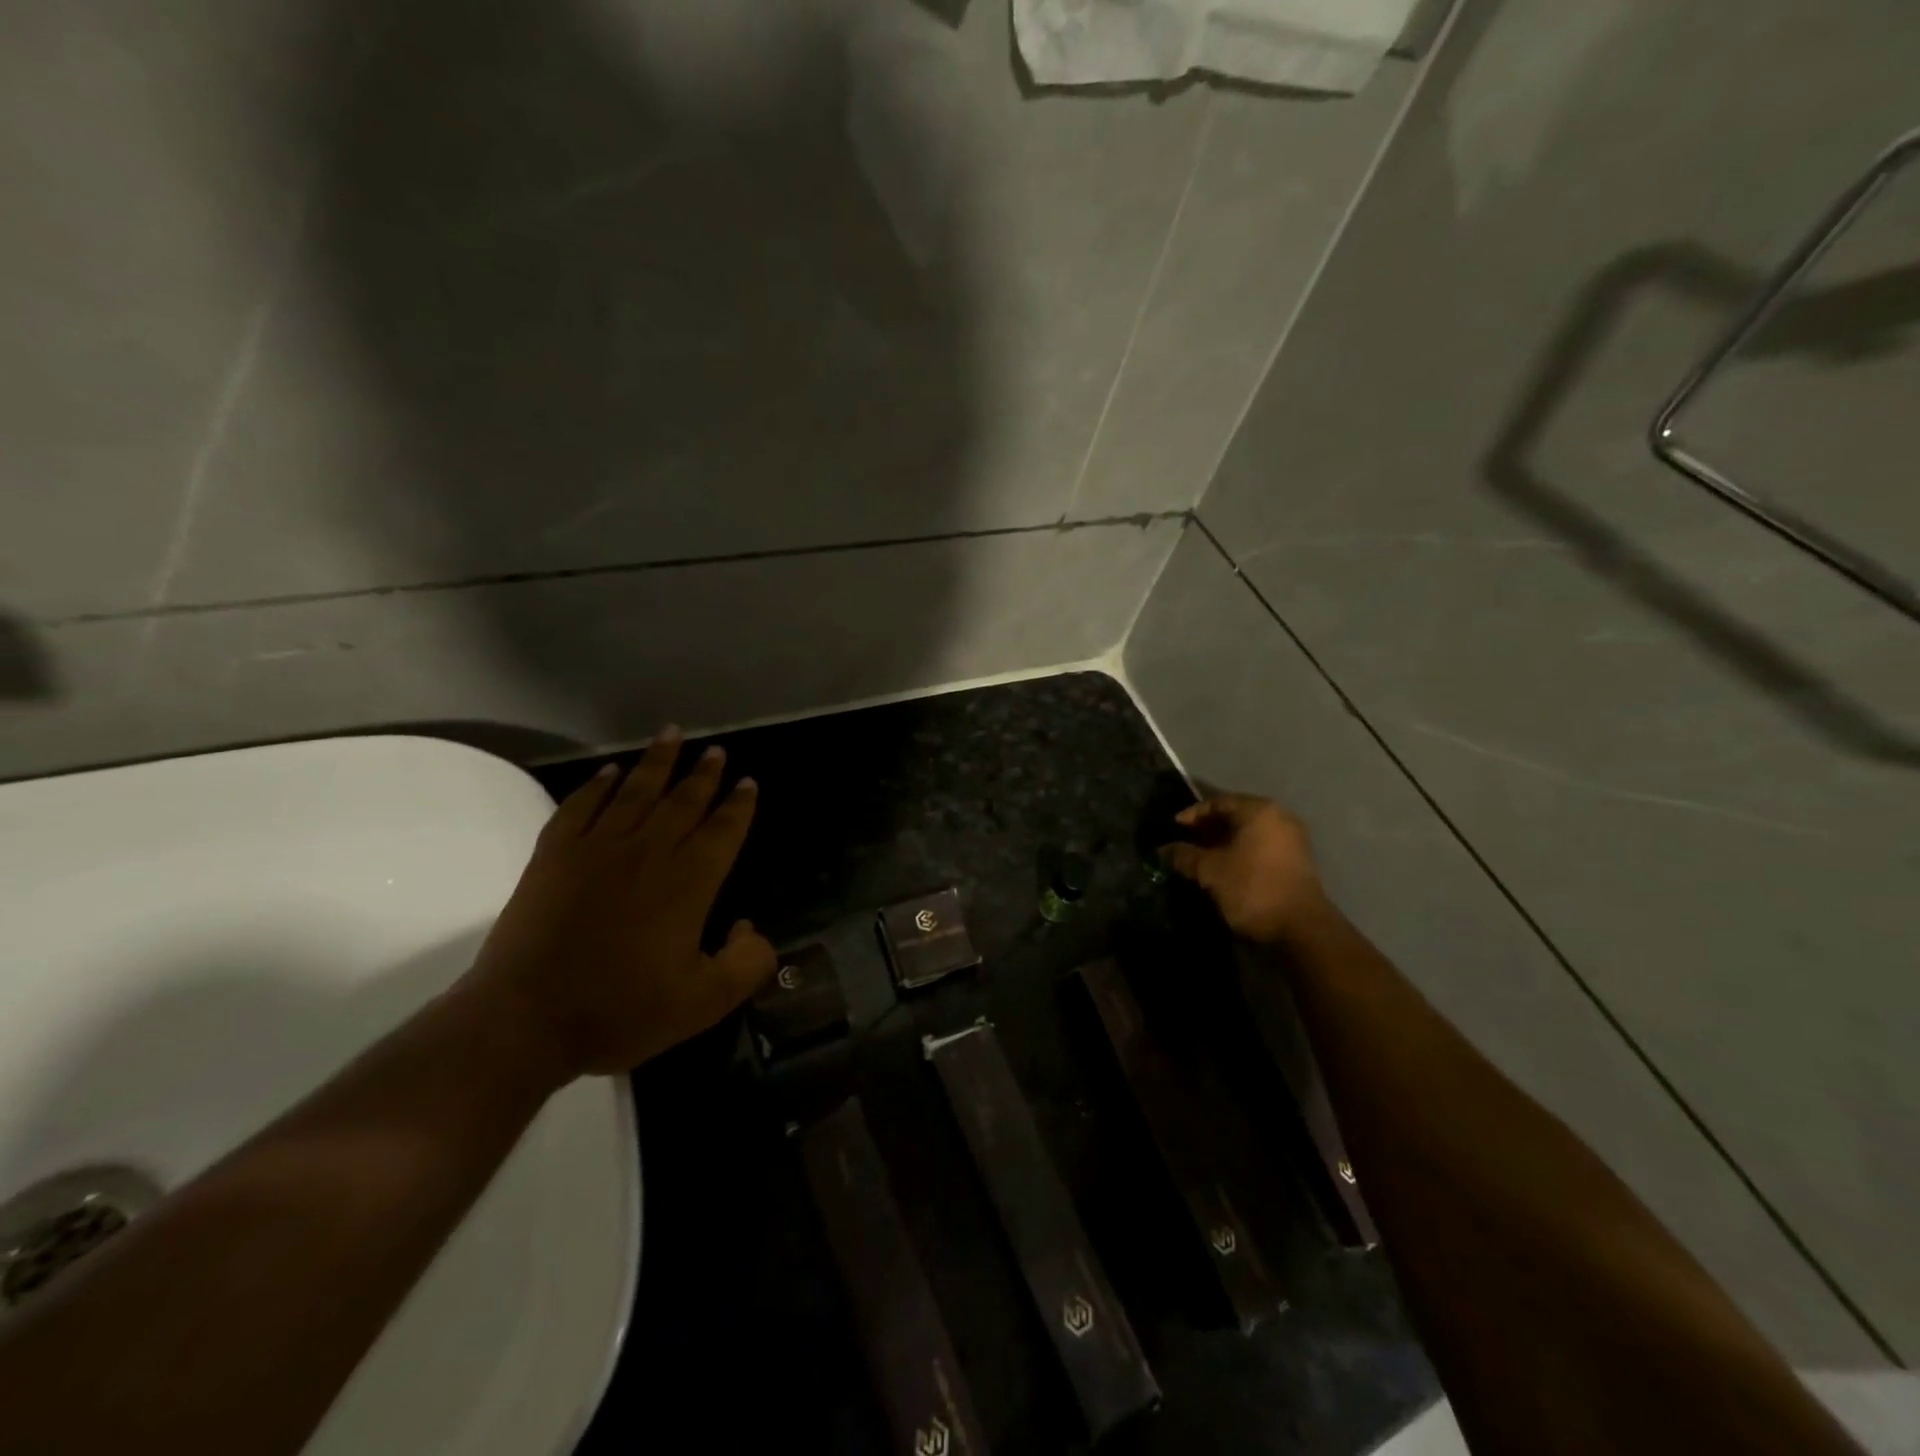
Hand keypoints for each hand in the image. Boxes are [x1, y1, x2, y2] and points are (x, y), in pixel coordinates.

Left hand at [462, 727, 775, 1082]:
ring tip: (672, 735)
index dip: (738, 805)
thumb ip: (745, 964)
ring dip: (656, 762)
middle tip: (716, 750)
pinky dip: (596, 786)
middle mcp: (648, 853)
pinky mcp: (553, 856)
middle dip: (704, 774)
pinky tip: (608, 772)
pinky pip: (580, 807)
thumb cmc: (620, 1011)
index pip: (723, 830)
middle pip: (683, 801)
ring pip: (634, 792)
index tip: (748, 782)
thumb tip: (751, 929)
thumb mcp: (704, 1003)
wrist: (525, 1020)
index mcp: (689, 882)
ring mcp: (596, 849)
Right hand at [1160, 793, 1328, 945]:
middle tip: (1184, 843)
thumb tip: (1162, 850)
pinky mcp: (1296, 861)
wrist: (1301, 928)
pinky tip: (1222, 868)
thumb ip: (1184, 856)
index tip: (1173, 829)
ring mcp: (1291, 839)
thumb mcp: (1210, 871)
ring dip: (1222, 843)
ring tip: (1199, 858)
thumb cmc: (1252, 888)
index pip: (1218, 802)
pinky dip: (1239, 852)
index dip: (1192, 815)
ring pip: (1248, 833)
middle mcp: (1279, 818)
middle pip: (1234, 815)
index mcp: (1259, 811)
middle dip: (1207, 829)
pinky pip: (1260, 847)